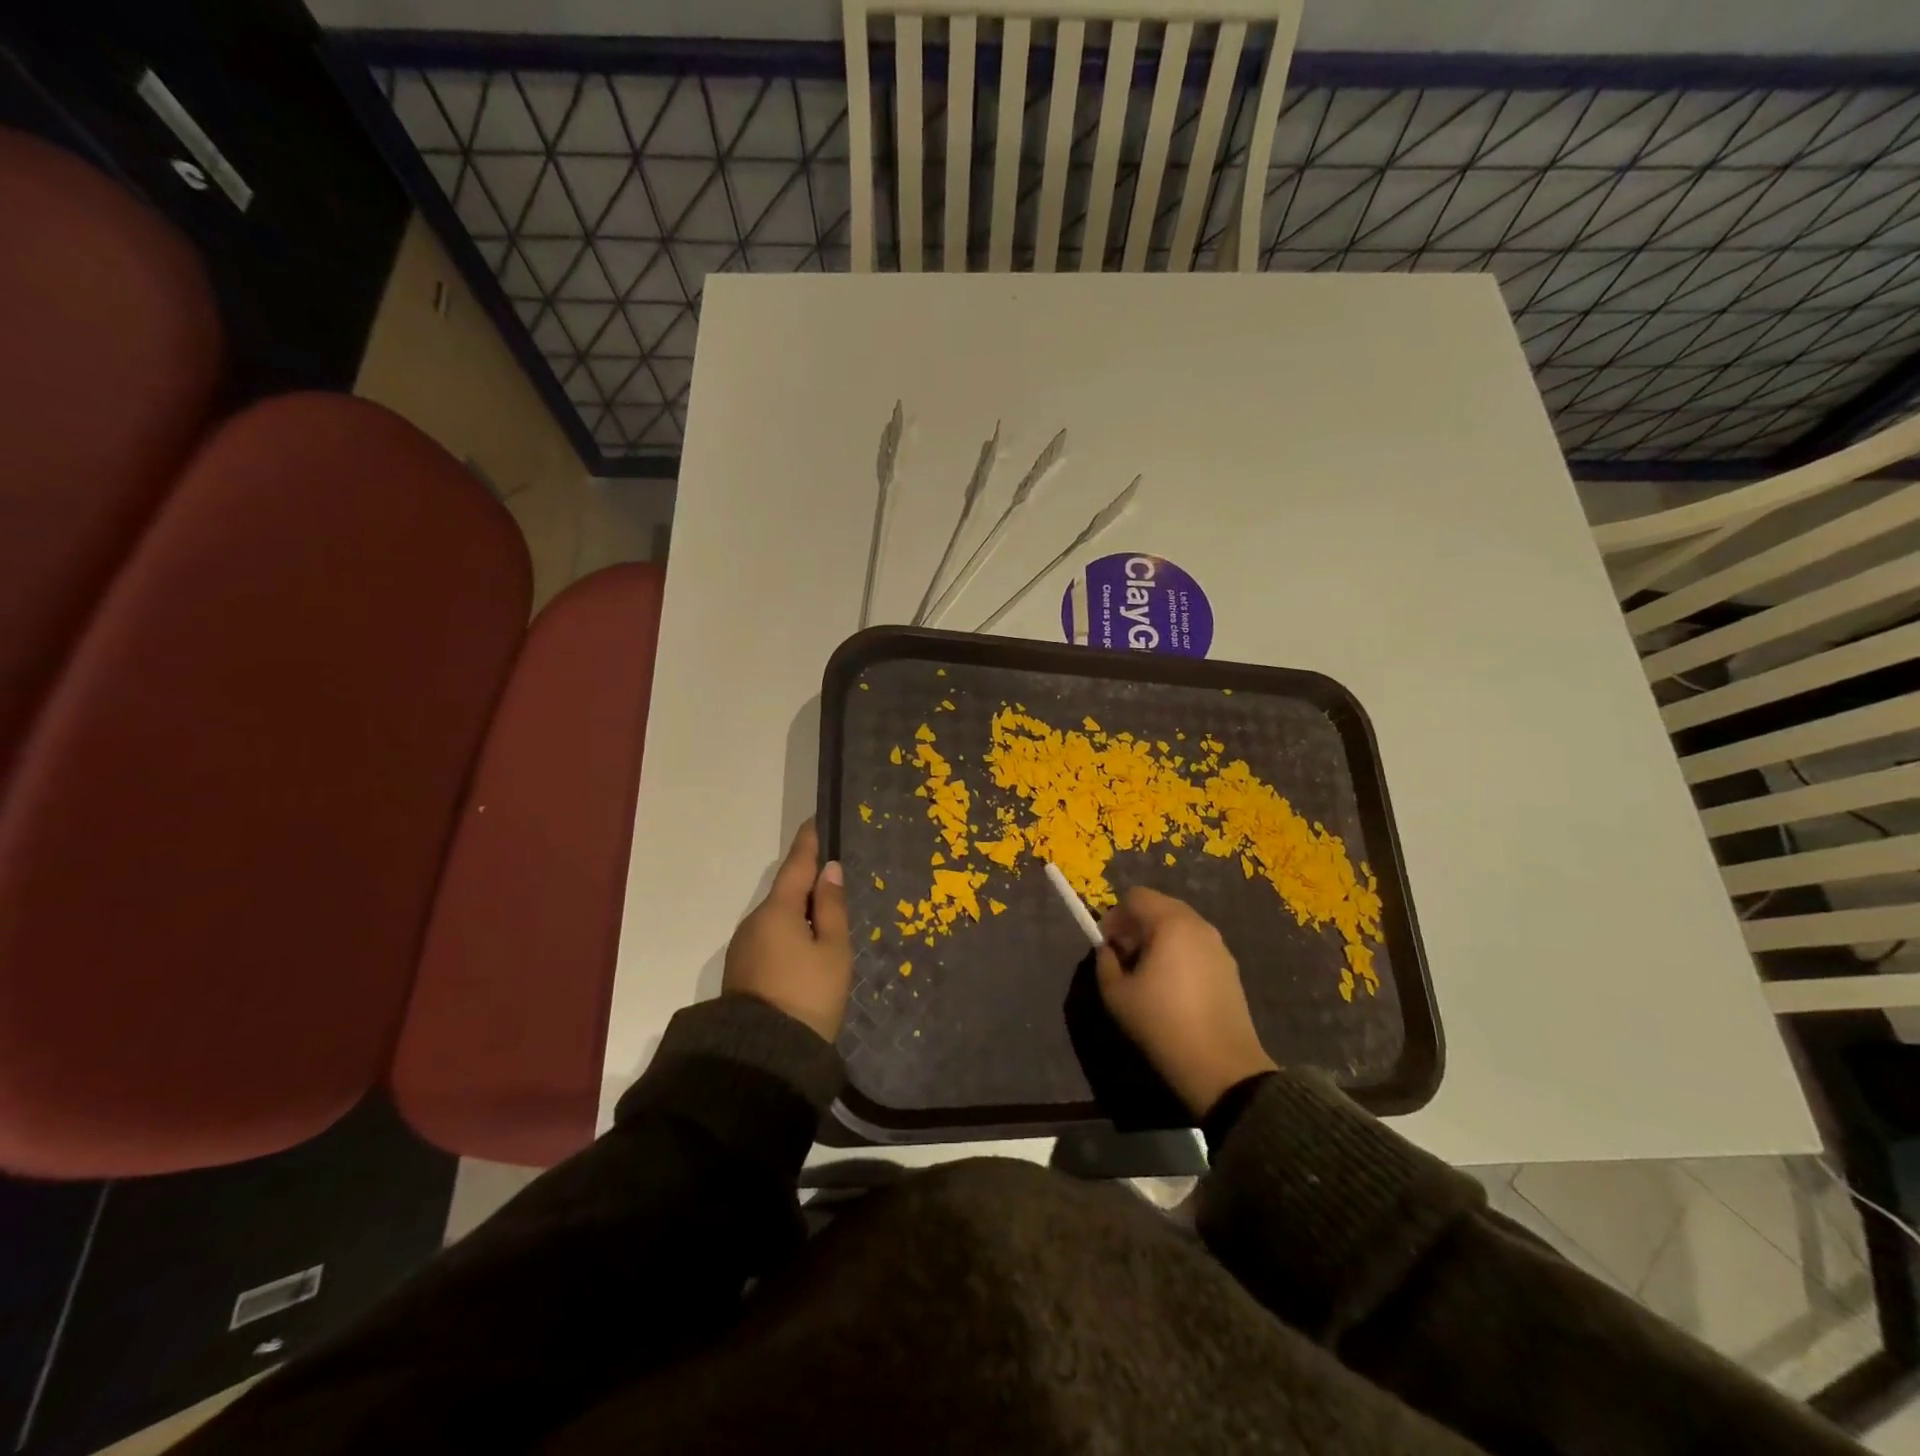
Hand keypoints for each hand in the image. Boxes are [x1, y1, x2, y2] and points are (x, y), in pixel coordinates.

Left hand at [721, 821, 851, 1042]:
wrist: (764, 1057)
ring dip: (798, 914)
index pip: (796, 866)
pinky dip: (788, 935)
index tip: (813, 822)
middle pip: (785, 894)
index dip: (807, 843)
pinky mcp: (741, 971)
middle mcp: (754, 922)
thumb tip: (828, 871)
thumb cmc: (808, 996)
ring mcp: (744, 948)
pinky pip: (770, 940)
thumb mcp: (833, 951)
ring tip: (825, 922)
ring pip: (777, 919)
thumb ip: (831, 908)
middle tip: (833, 881)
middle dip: (806, 885)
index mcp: (778, 911)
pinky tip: (805, 950)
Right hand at [1096, 887, 1277, 1118]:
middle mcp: (1198, 925)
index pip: (1136, 896)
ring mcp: (1219, 945)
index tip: (1108, 945)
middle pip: (1160, 906)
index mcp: (1170, 923)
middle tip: (1125, 957)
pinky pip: (1196, 944)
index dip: (1115, 915)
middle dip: (1136, 924)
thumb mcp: (1116, 994)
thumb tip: (1109, 950)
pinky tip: (1173, 986)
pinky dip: (1179, 952)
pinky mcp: (1230, 967)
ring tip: (1148, 973)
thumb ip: (1105, 962)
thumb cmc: (1162, 1023)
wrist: (1221, 1067)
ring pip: (1180, 925)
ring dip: (1158, 938)